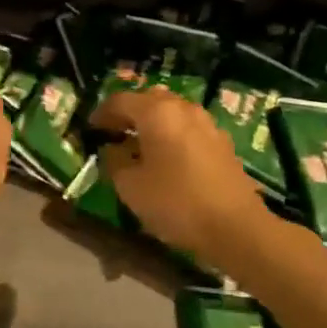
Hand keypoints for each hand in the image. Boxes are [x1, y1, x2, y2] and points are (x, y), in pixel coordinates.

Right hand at [91, 87, 270, 264]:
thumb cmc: (176, 203)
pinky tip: (167, 157)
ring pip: (172, 112)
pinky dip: (172, 134)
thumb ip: (114, 161)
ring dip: (152, 123)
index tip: (90, 129)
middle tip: (114, 133)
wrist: (236, 227)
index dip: (101, 113)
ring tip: (140, 145)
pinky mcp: (222, 142)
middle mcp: (183, 108)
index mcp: (157, 112)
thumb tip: (112, 149)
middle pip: (149, 100)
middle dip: (129, 113)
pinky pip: (188, 127)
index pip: (120, 101)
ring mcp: (207, 123)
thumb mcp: (131, 187)